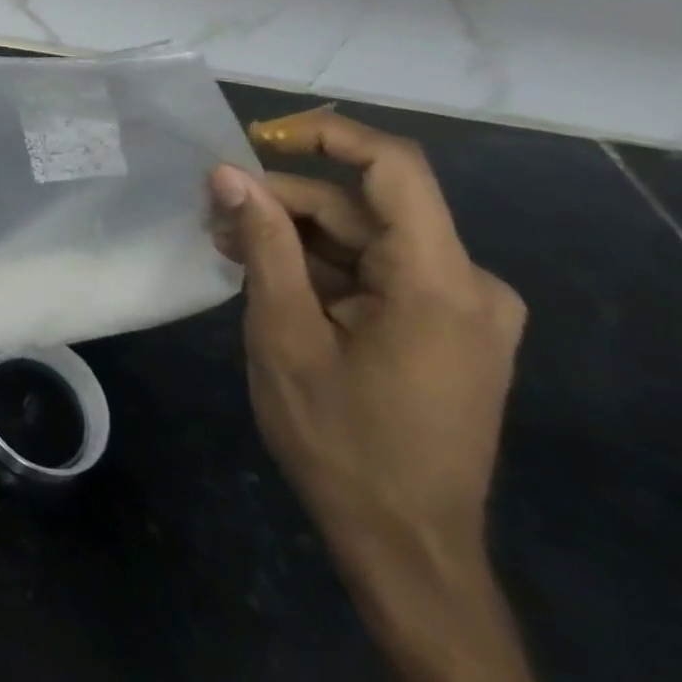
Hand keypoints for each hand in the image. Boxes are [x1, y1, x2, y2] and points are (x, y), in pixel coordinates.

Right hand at [211, 109, 538, 681]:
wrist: (405, 546)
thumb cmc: (341, 438)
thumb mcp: (285, 332)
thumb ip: (263, 242)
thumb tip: (227, 173)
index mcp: (441, 281)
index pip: (393, 167)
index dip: (326, 134)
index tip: (257, 138)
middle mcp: (468, 285)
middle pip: (363, 208)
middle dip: (284, 202)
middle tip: (213, 211)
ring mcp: (461, 310)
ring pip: (364, 240)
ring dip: (293, 236)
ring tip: (225, 243)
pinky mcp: (445, 330)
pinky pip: (376, 272)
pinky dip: (319, 266)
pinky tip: (264, 274)